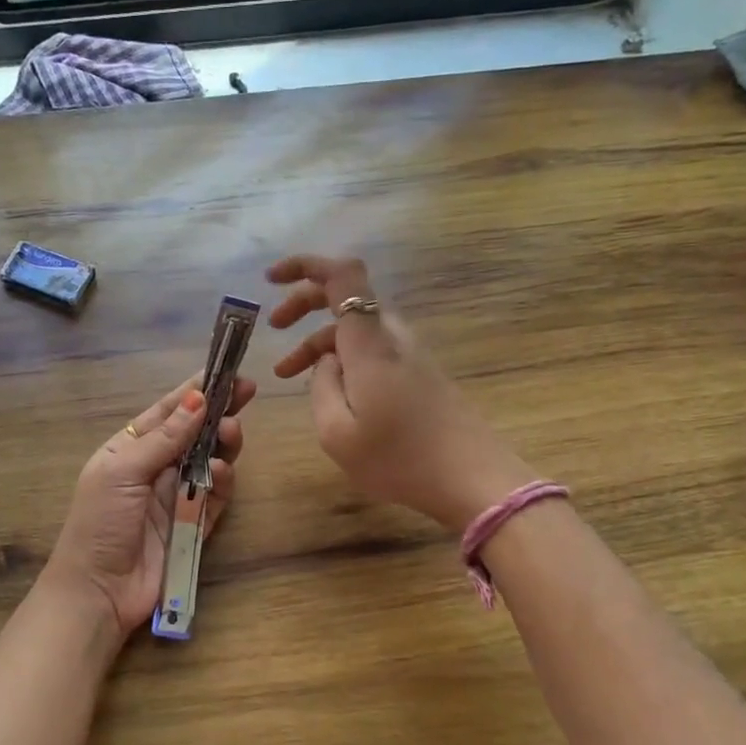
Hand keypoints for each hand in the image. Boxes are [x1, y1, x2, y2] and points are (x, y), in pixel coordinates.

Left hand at [43, 372, 254, 640]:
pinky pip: (215, 497)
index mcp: (129, 449)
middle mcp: (154, 468)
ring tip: (232, 434)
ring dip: (223, 445)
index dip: (195, 391)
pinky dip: (221, 483)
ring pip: (209, 461)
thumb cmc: (100, 523)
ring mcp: (176, 497)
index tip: (226, 371)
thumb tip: (197, 398)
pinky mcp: (194, 525)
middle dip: (219, 412)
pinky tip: (221, 473)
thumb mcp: (123, 472)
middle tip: (246, 393)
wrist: (98, 592)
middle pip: (194, 433)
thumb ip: (164, 438)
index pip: (167, 412)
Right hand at [266, 254, 532, 532]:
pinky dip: (342, 359)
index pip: (342, 275)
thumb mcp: (337, 432)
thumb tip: (326, 361)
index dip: (305, 265)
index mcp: (369, 343)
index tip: (272, 279)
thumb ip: (322, 386)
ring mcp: (409, 354)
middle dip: (303, 303)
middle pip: (346, 297)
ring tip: (286, 375)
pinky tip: (328, 391)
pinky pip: (371, 350)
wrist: (473, 480)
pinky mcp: (419, 373)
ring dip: (318, 342)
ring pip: (355, 329)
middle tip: (273, 326)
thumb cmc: (399, 458)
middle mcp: (391, 337)